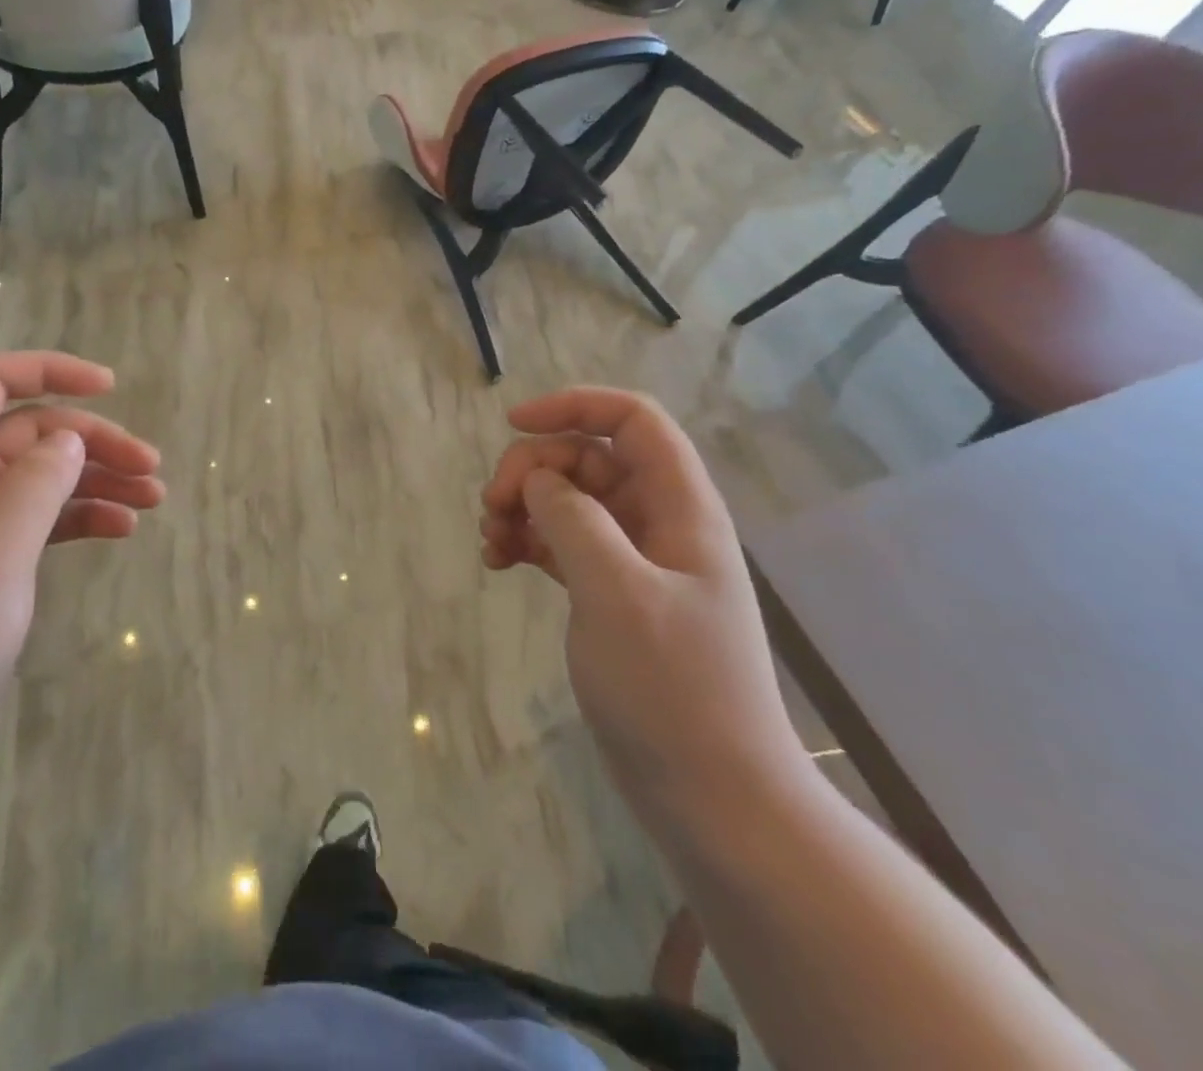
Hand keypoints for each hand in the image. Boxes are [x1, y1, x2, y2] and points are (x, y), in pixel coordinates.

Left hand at [0, 352, 163, 753]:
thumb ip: (34, 484)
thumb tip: (71, 439)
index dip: (50, 371)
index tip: (111, 386)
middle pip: (32, 432)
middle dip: (95, 441)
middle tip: (152, 468)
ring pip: (42, 475)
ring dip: (98, 479)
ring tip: (153, 499)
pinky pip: (40, 518)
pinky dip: (81, 516)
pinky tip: (121, 529)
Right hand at [480, 388, 805, 826]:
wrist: (713, 796)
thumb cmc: (673, 688)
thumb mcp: (617, 592)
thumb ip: (574, 519)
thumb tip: (539, 481)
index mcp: (679, 507)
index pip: (633, 420)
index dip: (575, 406)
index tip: (512, 424)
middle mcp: (658, 523)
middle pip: (588, 458)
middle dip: (533, 469)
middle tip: (492, 506)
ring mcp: (634, 561)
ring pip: (569, 500)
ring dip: (524, 506)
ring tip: (489, 540)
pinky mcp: (610, 595)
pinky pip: (561, 544)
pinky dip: (527, 542)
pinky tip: (497, 562)